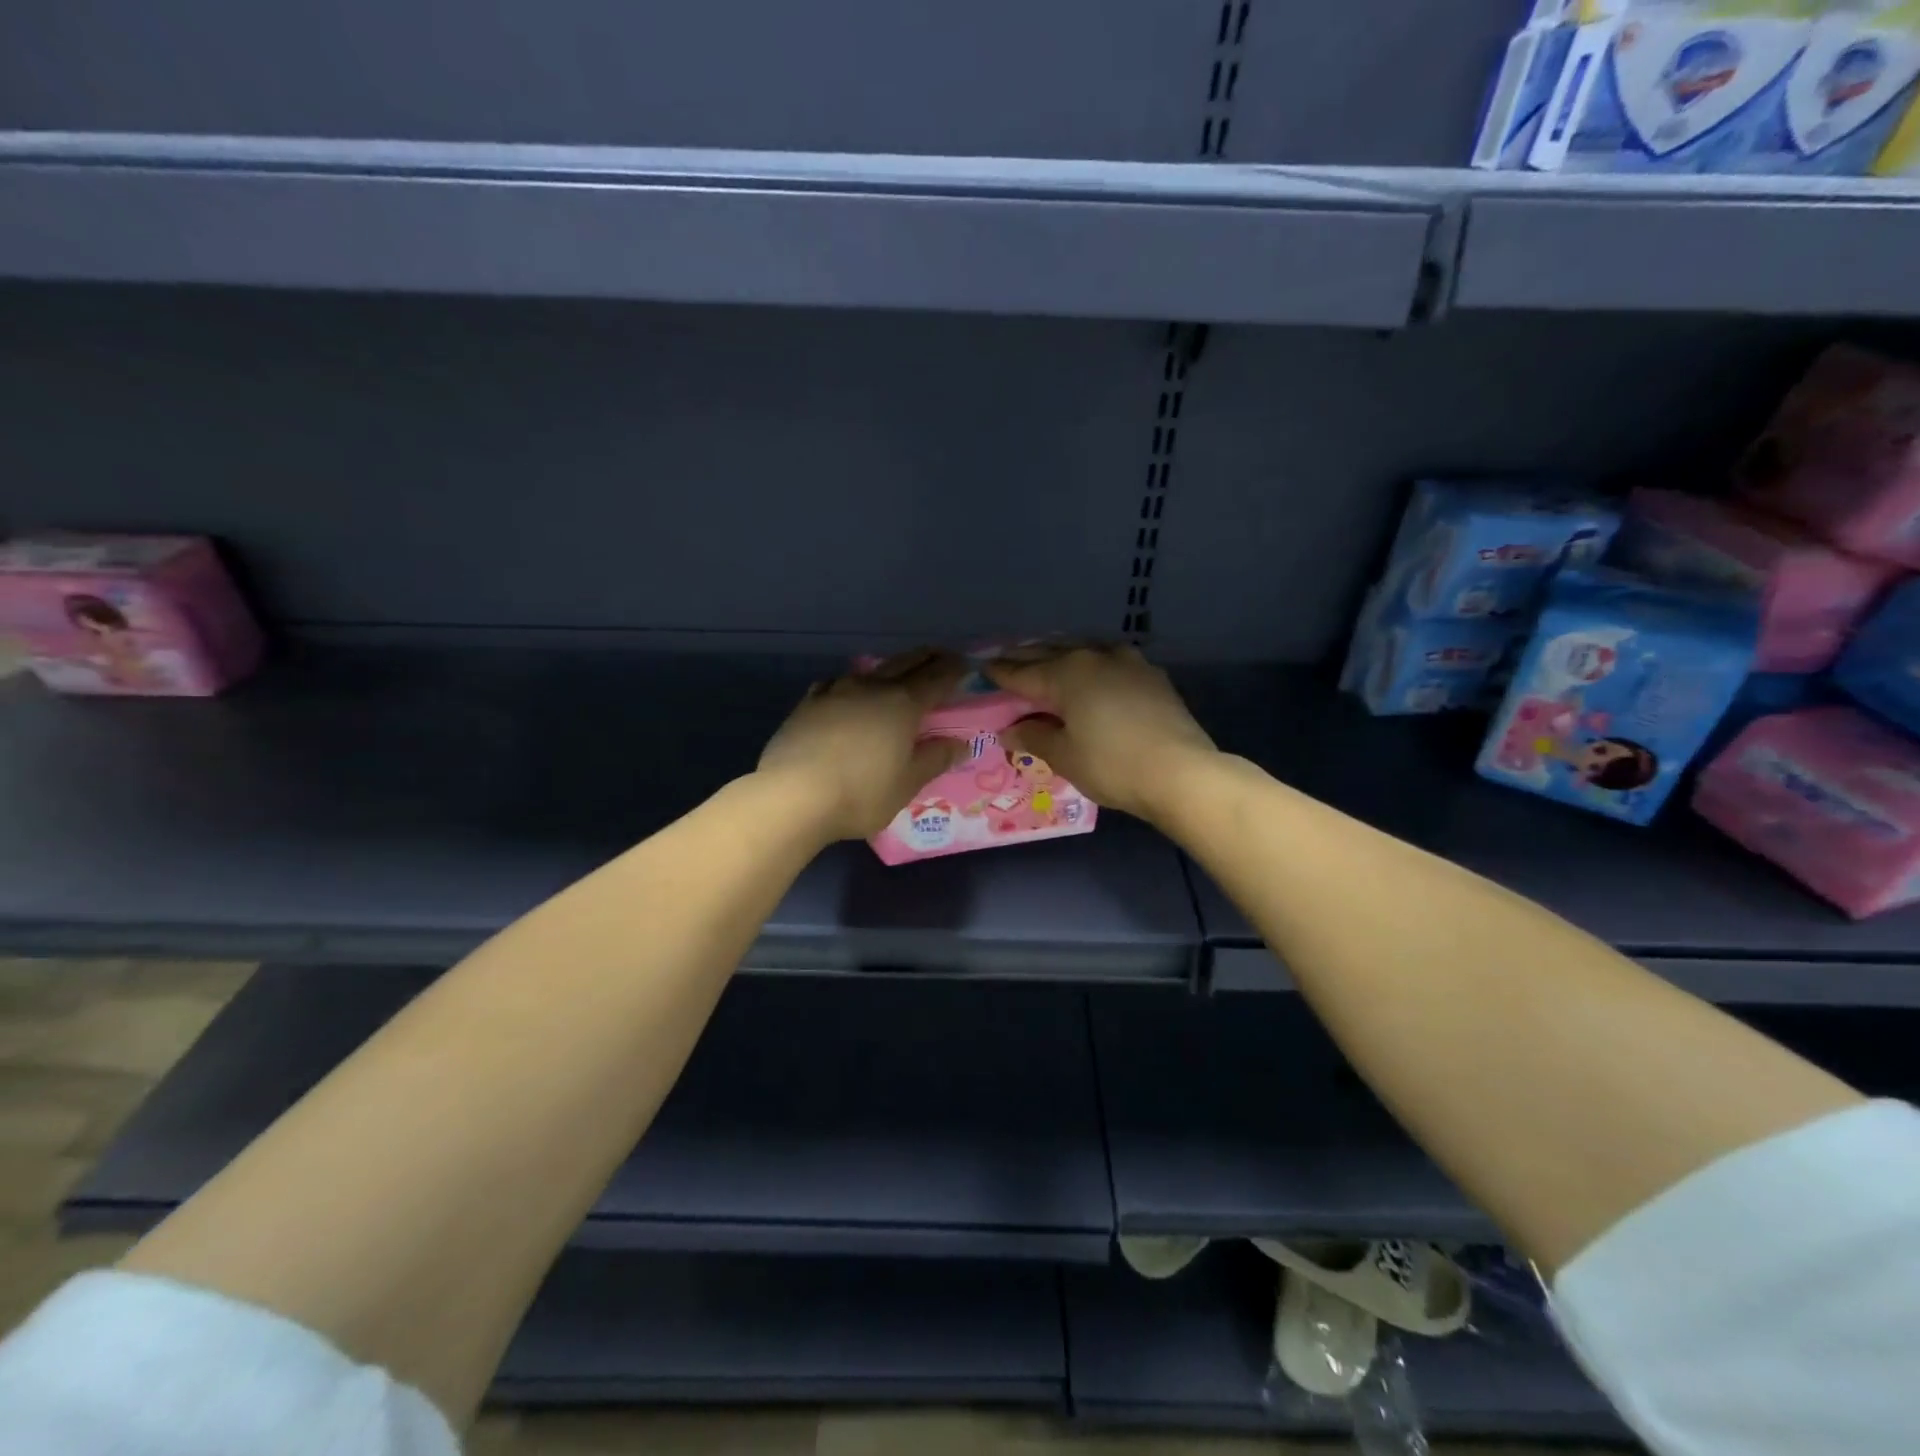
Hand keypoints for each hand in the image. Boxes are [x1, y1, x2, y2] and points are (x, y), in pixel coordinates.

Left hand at [757, 650, 967, 842]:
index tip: (965, 664)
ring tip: (896, 675)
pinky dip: (851, 685)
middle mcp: (872, 688)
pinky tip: (846, 694)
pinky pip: (836, 684)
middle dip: (926, 658)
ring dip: (889, 669)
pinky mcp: (808, 703)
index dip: (953, 669)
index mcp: (903, 704)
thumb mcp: (907, 784)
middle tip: (939, 657)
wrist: (793, 795)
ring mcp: (836, 691)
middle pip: (905, 663)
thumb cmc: (861, 793)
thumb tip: (960, 743)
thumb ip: (935, 759)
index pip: (936, 678)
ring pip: (870, 670)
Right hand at [986, 644, 1216, 824]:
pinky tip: (1091, 672)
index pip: (1024, 672)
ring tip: (1046, 658)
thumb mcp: (1065, 757)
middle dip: (1027, 657)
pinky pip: (1110, 661)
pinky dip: (1091, 664)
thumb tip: (1011, 730)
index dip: (1002, 673)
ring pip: (1084, 650)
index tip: (984, 669)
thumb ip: (1034, 738)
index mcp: (1067, 674)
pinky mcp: (1152, 676)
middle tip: (1007, 658)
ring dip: (1061, 653)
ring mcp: (1128, 663)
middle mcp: (1095, 657)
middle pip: (1052, 653)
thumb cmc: (1112, 766)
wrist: (1181, 773)